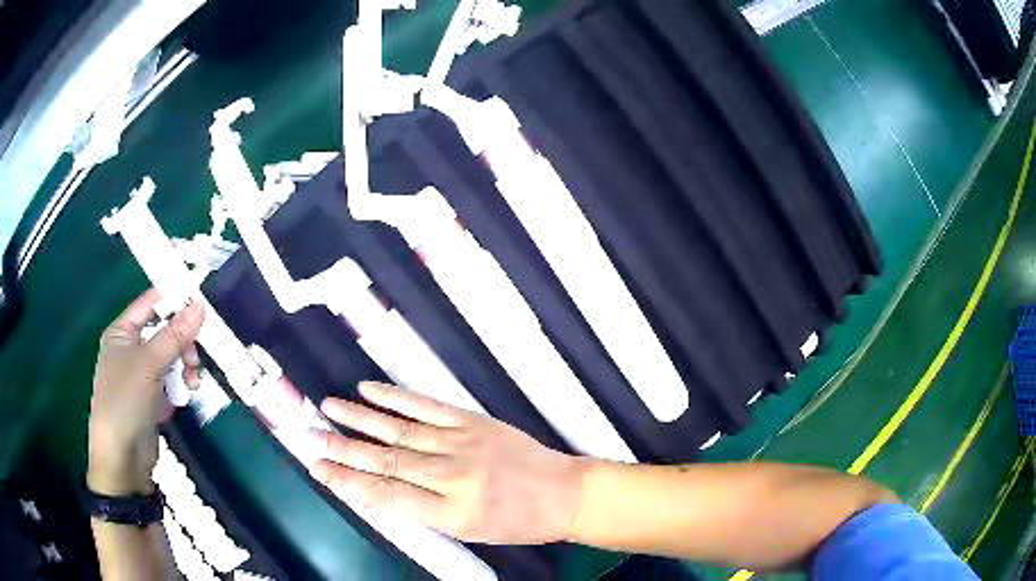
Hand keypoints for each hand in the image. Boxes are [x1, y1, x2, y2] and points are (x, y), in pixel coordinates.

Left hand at [88, 289, 203, 495]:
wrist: (122, 458)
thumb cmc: (125, 401)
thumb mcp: (149, 364)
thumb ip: (174, 335)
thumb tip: (200, 305)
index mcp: (122, 332)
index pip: (151, 303)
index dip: (175, 300)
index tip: (202, 305)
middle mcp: (131, 348)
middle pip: (165, 332)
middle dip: (183, 344)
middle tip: (196, 359)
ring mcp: (141, 375)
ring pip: (171, 358)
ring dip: (185, 367)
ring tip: (193, 384)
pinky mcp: (152, 398)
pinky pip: (171, 381)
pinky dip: (180, 386)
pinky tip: (184, 397)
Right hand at [310, 382, 588, 543]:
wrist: (563, 493)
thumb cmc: (517, 522)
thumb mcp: (469, 531)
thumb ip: (423, 512)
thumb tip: (378, 493)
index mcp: (452, 513)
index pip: (387, 496)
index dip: (348, 483)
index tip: (320, 470)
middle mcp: (453, 477)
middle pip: (386, 462)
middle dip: (343, 450)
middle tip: (310, 439)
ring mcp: (463, 444)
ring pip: (400, 431)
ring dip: (360, 419)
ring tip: (328, 409)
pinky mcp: (473, 422)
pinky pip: (428, 407)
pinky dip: (396, 398)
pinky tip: (370, 390)